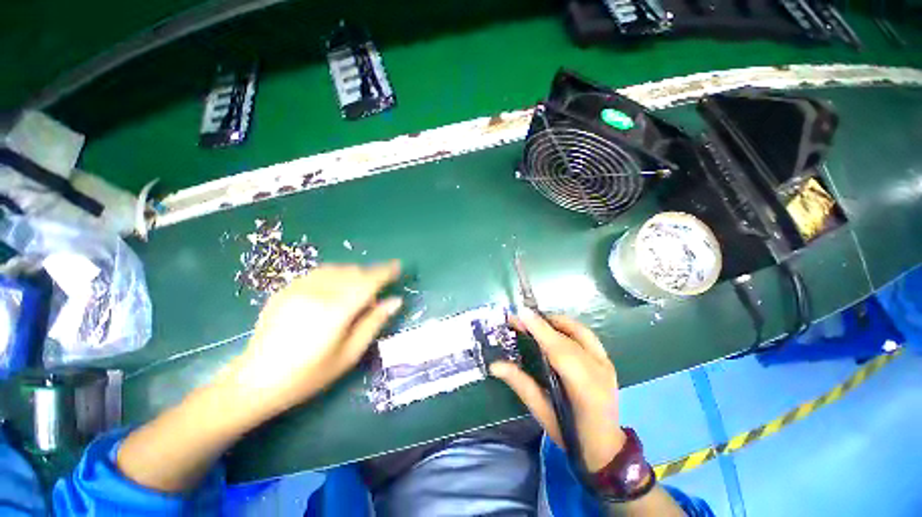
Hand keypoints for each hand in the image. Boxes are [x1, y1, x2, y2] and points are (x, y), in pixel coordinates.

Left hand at [225, 262, 401, 416]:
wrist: (255, 381)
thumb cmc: (309, 375)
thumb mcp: (349, 354)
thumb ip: (374, 322)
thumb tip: (396, 301)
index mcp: (336, 310)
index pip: (369, 281)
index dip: (386, 272)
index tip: (398, 267)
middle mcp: (318, 292)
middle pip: (354, 272)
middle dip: (370, 276)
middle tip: (375, 293)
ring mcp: (298, 288)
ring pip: (337, 268)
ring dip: (353, 274)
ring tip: (355, 292)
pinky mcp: (286, 289)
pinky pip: (319, 272)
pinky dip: (334, 275)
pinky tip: (333, 291)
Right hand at [490, 309, 624, 471]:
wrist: (606, 447)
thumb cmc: (571, 434)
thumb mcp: (542, 412)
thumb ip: (520, 383)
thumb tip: (495, 365)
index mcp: (585, 388)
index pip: (560, 350)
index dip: (540, 329)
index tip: (521, 314)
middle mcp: (599, 370)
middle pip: (569, 336)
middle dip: (542, 322)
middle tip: (520, 318)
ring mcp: (606, 363)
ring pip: (580, 330)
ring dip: (555, 321)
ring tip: (534, 321)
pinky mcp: (607, 360)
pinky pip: (585, 334)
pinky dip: (567, 326)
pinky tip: (553, 329)